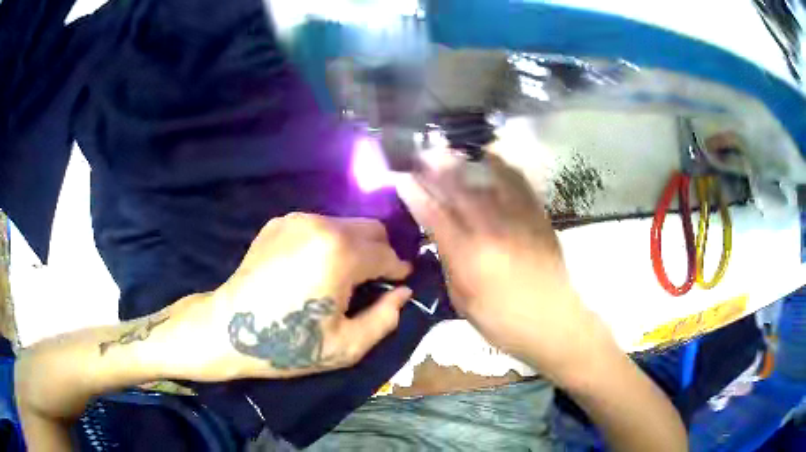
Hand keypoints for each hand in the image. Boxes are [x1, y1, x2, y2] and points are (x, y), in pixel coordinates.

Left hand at [161, 213, 412, 380]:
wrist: (230, 329)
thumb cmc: (289, 343)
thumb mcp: (347, 346)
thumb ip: (385, 318)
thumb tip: (403, 293)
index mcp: (340, 253)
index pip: (387, 254)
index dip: (399, 270)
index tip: (400, 283)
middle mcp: (321, 224)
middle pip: (371, 228)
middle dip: (380, 252)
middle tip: (374, 281)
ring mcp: (297, 219)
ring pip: (345, 225)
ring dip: (354, 247)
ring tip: (341, 276)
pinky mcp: (279, 222)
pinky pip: (319, 226)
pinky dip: (328, 242)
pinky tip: (313, 268)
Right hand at [396, 152, 606, 379]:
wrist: (552, 321)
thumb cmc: (502, 321)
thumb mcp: (463, 301)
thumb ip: (449, 265)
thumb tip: (441, 237)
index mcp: (468, 255)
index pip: (434, 215)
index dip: (415, 194)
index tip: (402, 178)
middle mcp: (490, 230)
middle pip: (458, 190)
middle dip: (436, 168)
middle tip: (421, 154)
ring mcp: (517, 219)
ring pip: (486, 181)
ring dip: (464, 162)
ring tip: (450, 151)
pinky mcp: (537, 217)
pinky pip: (518, 184)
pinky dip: (502, 167)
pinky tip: (491, 158)